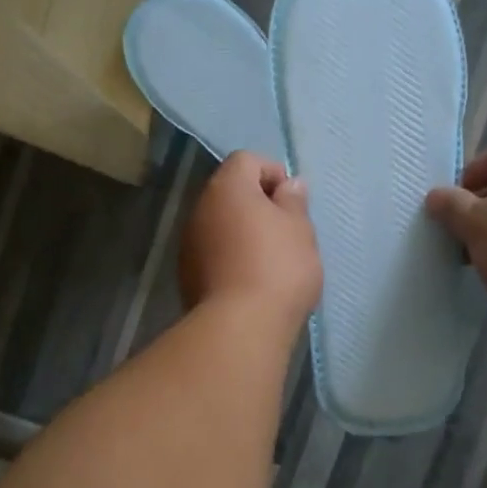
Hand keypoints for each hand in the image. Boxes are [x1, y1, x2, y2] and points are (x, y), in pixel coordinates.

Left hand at [179, 152, 322, 329]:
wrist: (240, 327)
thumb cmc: (278, 267)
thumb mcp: (300, 229)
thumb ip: (294, 201)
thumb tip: (288, 185)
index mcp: (227, 188)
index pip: (246, 160)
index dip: (273, 173)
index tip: (292, 203)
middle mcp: (200, 209)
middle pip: (230, 193)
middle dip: (258, 205)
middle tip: (286, 232)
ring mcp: (188, 243)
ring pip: (220, 225)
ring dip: (243, 233)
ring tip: (271, 261)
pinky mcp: (186, 275)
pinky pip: (213, 254)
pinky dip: (231, 258)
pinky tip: (251, 282)